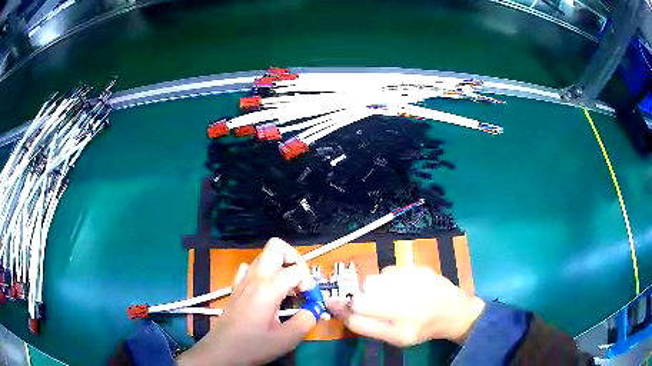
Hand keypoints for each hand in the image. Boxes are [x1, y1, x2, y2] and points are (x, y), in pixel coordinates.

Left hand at [177, 238, 316, 365]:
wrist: (221, 351)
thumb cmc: (253, 345)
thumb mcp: (287, 339)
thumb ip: (307, 320)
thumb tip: (315, 309)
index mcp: (268, 287)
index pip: (297, 270)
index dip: (310, 284)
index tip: (311, 302)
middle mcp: (255, 277)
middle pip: (277, 247)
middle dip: (294, 259)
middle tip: (301, 283)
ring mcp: (243, 280)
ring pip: (264, 256)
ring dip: (280, 266)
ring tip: (288, 290)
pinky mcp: (236, 287)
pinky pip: (250, 268)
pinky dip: (264, 273)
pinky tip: (268, 292)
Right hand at [327, 266, 484, 346]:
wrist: (452, 311)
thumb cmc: (420, 328)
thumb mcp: (395, 338)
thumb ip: (366, 326)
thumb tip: (340, 308)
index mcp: (400, 331)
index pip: (357, 321)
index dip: (341, 311)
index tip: (333, 304)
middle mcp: (406, 308)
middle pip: (360, 300)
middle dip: (358, 300)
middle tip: (370, 303)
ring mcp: (412, 285)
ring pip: (371, 282)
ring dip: (372, 289)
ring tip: (388, 294)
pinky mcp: (417, 269)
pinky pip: (387, 271)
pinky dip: (387, 279)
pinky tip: (401, 285)